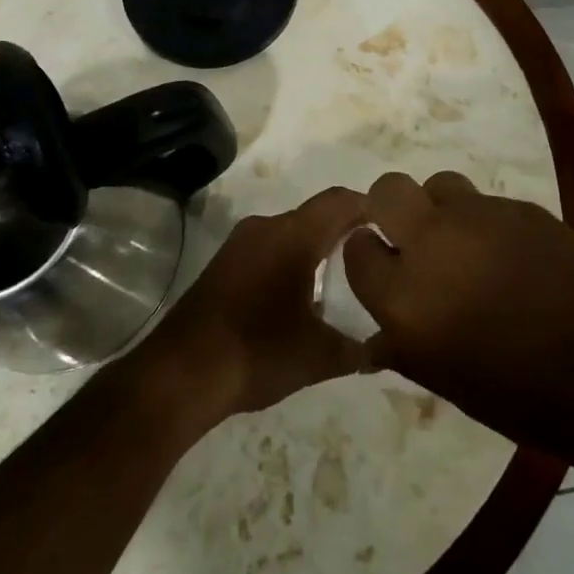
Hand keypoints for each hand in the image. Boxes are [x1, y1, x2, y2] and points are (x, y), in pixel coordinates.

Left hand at [137, 186, 368, 429]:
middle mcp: (268, 226)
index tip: (392, 227)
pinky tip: (299, 294)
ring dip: (315, 245)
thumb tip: (385, 351)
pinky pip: (268, 246)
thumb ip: (358, 350)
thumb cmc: (258, 352)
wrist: (181, 373)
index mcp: (295, 234)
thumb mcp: (318, 357)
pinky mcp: (224, 262)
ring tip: (340, 278)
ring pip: (290, 230)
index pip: (341, 200)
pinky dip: (290, 258)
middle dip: (345, 230)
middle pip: (316, 214)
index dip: (370, 207)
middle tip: (372, 257)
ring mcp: (241, 242)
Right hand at [343, 170, 573, 452]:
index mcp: (404, 297)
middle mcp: (432, 243)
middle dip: (390, 208)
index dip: (367, 256)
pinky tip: (512, 254)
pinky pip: (486, 203)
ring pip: (440, 185)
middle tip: (413, 238)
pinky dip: (486, 222)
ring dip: (441, 209)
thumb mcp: (447, 381)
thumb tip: (376, 338)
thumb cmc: (522, 396)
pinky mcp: (519, 206)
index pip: (357, 250)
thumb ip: (405, 348)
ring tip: (465, 242)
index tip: (381, 267)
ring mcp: (478, 216)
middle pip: (388, 190)